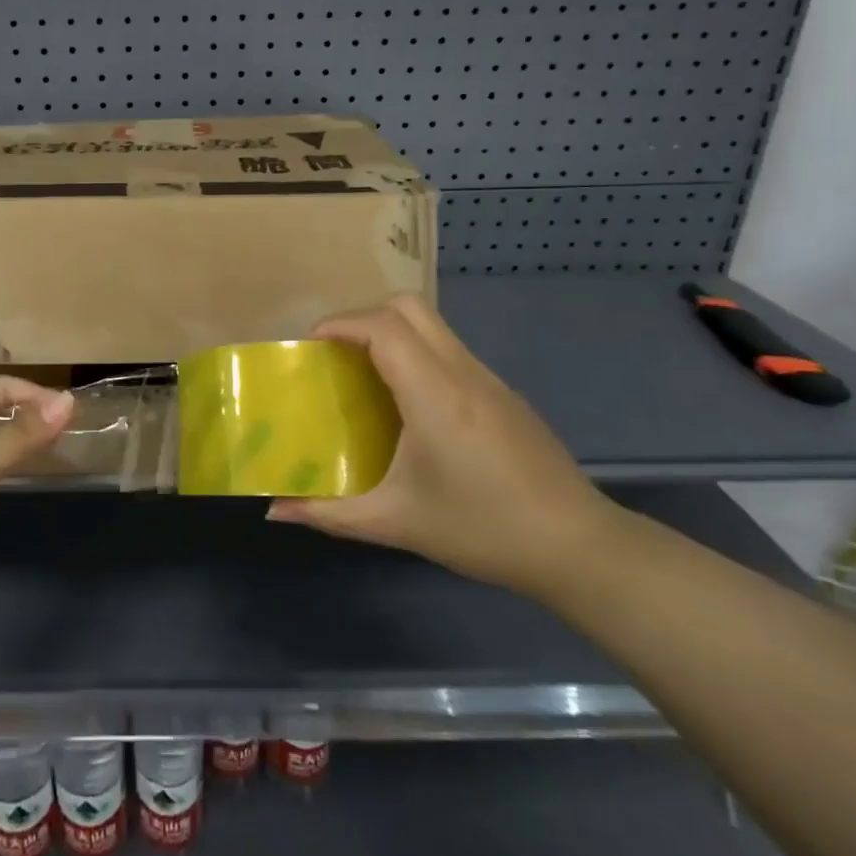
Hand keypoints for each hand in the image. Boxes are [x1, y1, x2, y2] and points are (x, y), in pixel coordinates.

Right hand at [267, 293, 621, 595]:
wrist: (578, 547)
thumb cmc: (482, 530)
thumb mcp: (396, 523)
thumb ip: (330, 513)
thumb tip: (277, 511)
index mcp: (435, 394)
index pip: (384, 328)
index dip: (341, 323)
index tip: (311, 344)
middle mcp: (463, 373)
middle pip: (409, 307)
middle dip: (363, 316)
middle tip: (335, 354)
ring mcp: (489, 380)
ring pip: (433, 325)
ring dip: (391, 333)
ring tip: (363, 375)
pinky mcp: (504, 394)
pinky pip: (450, 351)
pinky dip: (417, 354)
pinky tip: (408, 404)